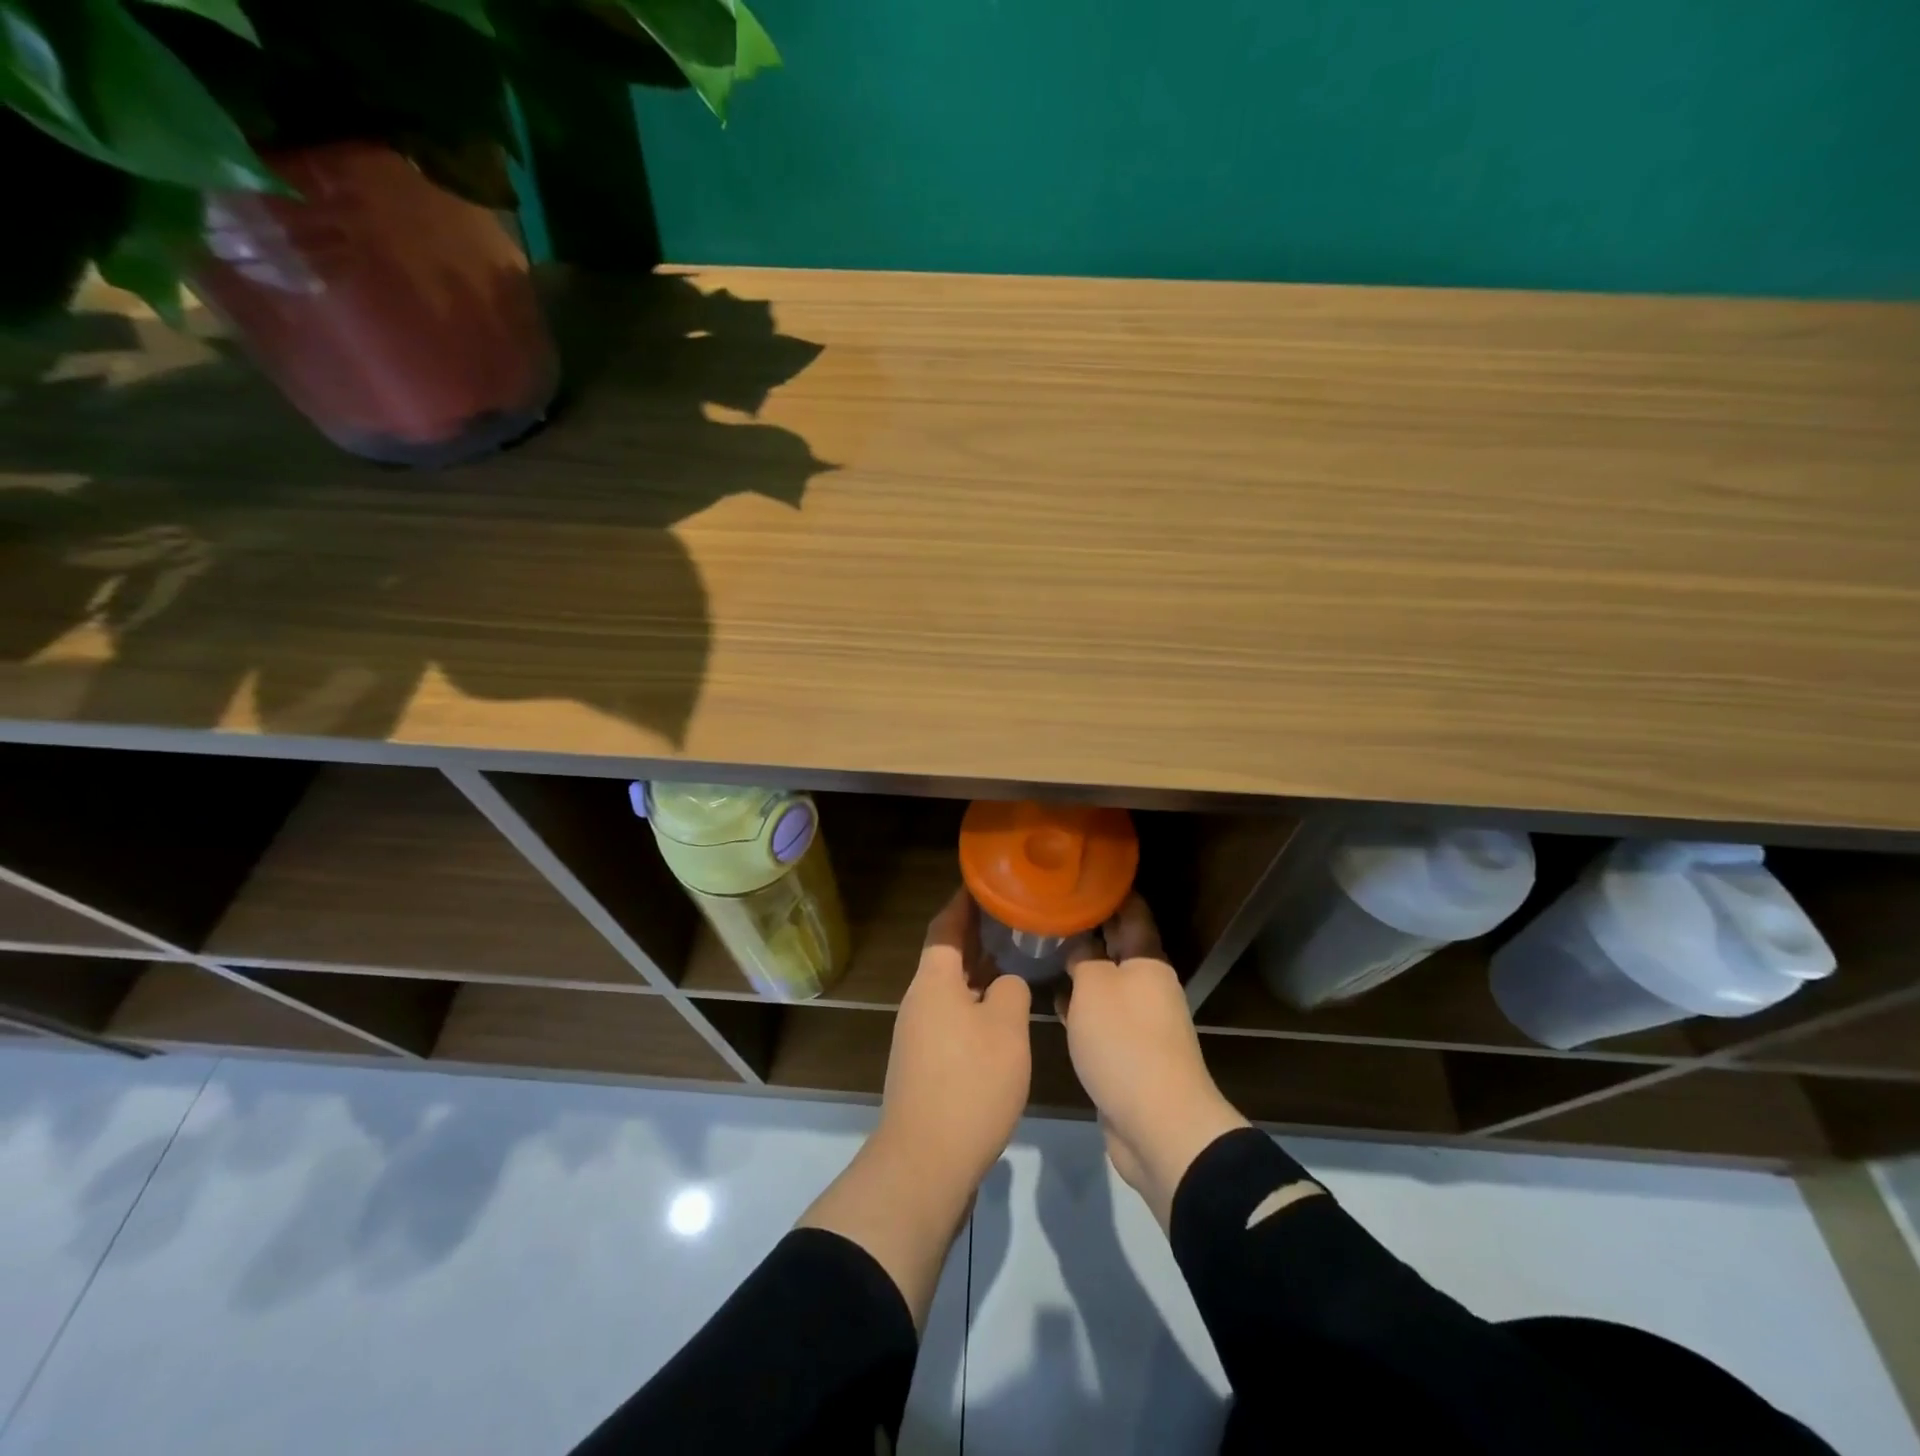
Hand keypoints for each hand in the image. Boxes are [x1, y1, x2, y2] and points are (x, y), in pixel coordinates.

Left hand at [876, 888, 1032, 1191]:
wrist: (926, 1162)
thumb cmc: (969, 1084)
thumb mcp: (1005, 1029)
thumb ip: (1009, 991)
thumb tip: (1003, 983)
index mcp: (934, 982)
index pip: (945, 927)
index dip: (963, 903)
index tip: (983, 883)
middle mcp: (920, 1001)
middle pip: (946, 957)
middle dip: (975, 935)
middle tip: (1010, 916)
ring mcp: (919, 1035)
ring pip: (950, 989)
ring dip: (977, 971)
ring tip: (1012, 956)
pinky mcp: (925, 1065)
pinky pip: (952, 1017)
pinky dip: (975, 1003)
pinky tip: (1001, 1012)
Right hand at [1060, 895, 1247, 1226]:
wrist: (1158, 1125)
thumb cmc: (1124, 1043)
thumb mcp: (1094, 988)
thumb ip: (1083, 959)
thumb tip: (1080, 946)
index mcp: (1147, 960)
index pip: (1131, 911)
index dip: (1109, 891)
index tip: (1080, 874)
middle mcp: (1148, 985)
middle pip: (1118, 945)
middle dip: (1089, 927)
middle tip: (1050, 909)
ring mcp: (1140, 1020)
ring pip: (1107, 981)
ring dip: (1082, 968)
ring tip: (1045, 949)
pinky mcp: (1129, 1052)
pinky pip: (1102, 1016)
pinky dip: (1081, 1006)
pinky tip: (1056, 1002)